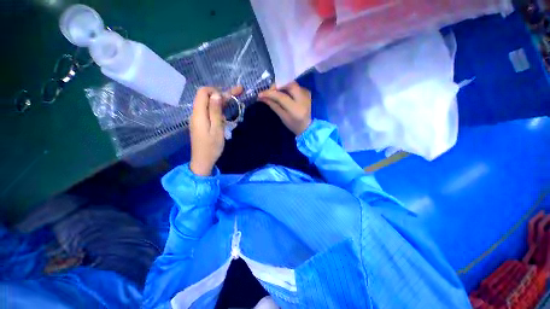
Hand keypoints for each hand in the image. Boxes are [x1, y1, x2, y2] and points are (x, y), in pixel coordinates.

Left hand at [190, 86, 242, 175]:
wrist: (203, 160)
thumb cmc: (212, 146)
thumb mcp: (216, 129)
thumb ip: (215, 111)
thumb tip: (216, 94)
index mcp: (199, 113)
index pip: (203, 92)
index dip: (215, 90)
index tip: (228, 95)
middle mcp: (196, 113)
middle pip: (207, 97)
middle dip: (222, 94)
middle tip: (239, 93)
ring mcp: (198, 119)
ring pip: (208, 104)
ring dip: (221, 101)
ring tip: (235, 101)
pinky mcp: (201, 124)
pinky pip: (208, 112)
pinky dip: (218, 109)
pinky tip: (226, 112)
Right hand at [258, 82, 311, 134]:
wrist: (307, 127)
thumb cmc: (294, 125)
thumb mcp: (283, 117)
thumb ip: (273, 105)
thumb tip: (262, 97)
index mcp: (295, 109)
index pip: (281, 96)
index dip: (270, 93)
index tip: (260, 94)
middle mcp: (303, 99)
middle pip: (289, 84)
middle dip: (277, 85)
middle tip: (270, 91)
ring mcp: (307, 94)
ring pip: (292, 84)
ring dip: (282, 86)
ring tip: (275, 92)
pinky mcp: (307, 92)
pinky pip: (296, 86)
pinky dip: (288, 88)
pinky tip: (284, 93)